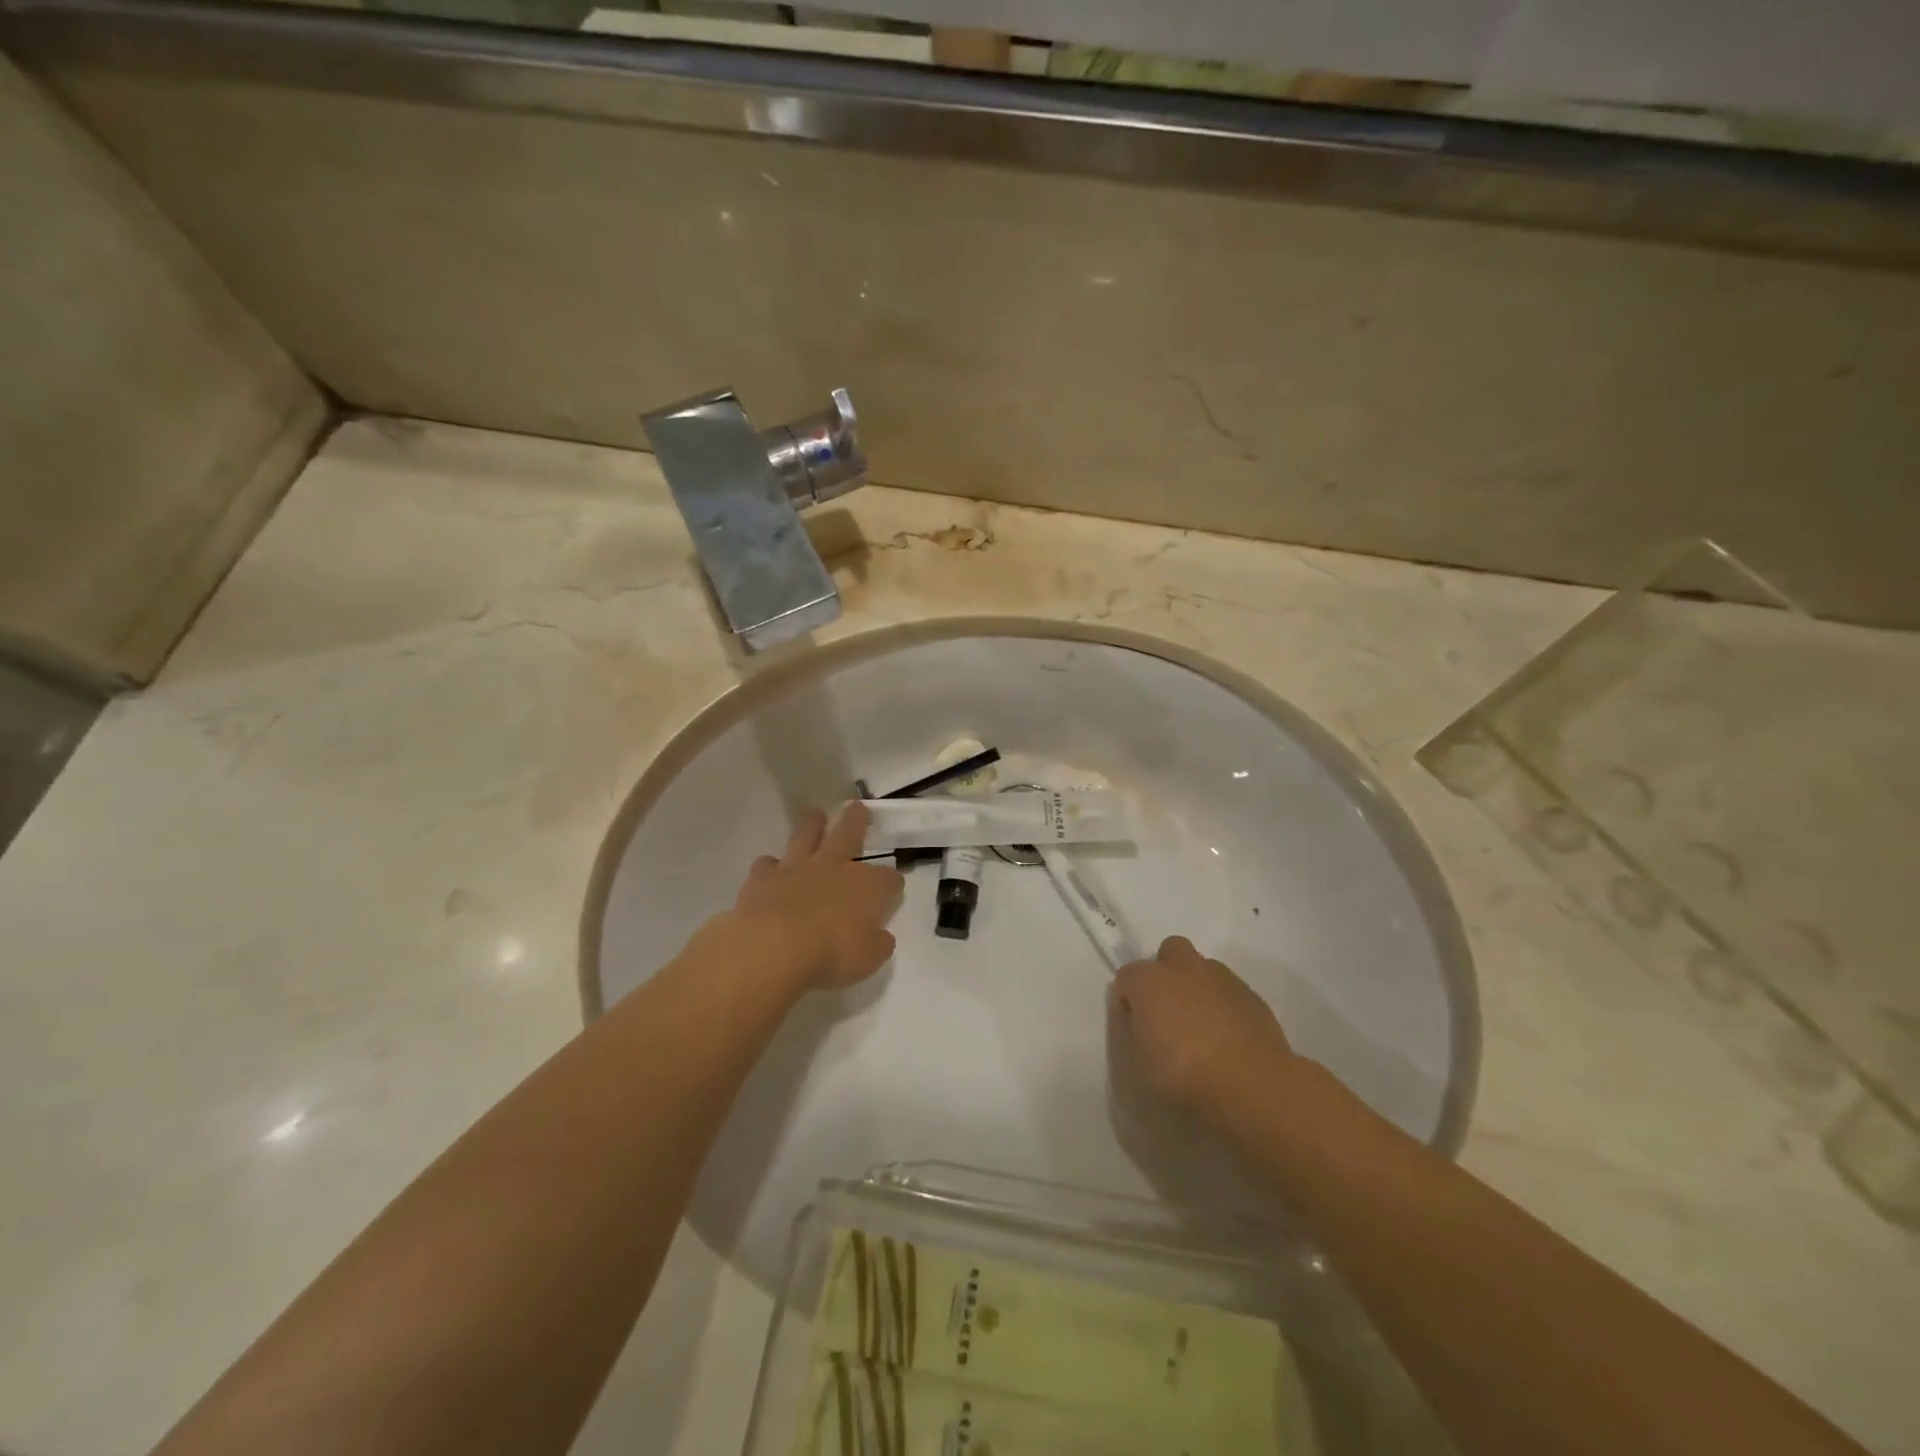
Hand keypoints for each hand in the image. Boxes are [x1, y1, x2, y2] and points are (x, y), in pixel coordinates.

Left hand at [731, 802, 903, 990]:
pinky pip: (767, 864)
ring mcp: (797, 868)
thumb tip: (882, 936)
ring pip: (806, 835)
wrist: (774, 946)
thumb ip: (877, 944)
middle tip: (858, 807)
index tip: (893, 888)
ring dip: (812, 824)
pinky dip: (770, 865)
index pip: (888, 879)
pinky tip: (770, 868)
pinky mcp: (763, 877)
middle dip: (856, 821)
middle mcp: (834, 868)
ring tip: (814, 813)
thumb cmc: (831, 954)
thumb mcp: (868, 959)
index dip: (892, 883)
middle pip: (849, 835)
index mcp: (866, 887)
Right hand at [1111, 936, 1297, 1113]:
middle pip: (1170, 950)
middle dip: (1167, 971)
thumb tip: (1143, 1021)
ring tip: (1202, 1024)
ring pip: (1204, 968)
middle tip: (1169, 1008)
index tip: (1134, 1023)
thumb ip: (1137, 1031)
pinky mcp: (1253, 996)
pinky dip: (1225, 1005)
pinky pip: (1231, 991)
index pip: (1127, 976)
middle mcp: (1184, 969)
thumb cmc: (1184, 1076)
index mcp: (1150, 981)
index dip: (1128, 998)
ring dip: (1198, 986)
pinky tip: (1229, 1036)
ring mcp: (1222, 979)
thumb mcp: (1141, 1062)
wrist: (1251, 1086)